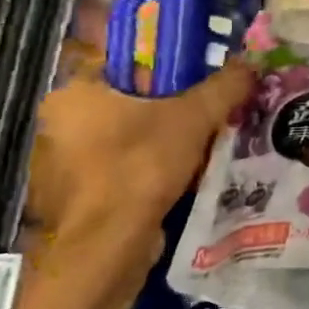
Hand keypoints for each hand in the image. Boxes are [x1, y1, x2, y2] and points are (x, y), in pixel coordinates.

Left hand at [27, 64, 253, 280]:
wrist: (107, 246)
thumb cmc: (141, 166)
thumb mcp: (195, 117)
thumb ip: (224, 87)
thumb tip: (251, 63)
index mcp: (74, 92)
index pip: (118, 62)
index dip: (160, 65)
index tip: (194, 77)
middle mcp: (57, 123)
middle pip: (123, 102)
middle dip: (163, 107)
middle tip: (204, 111)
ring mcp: (59, 164)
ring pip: (121, 139)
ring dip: (156, 142)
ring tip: (199, 145)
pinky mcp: (73, 198)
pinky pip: (117, 171)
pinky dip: (145, 172)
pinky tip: (178, 177)